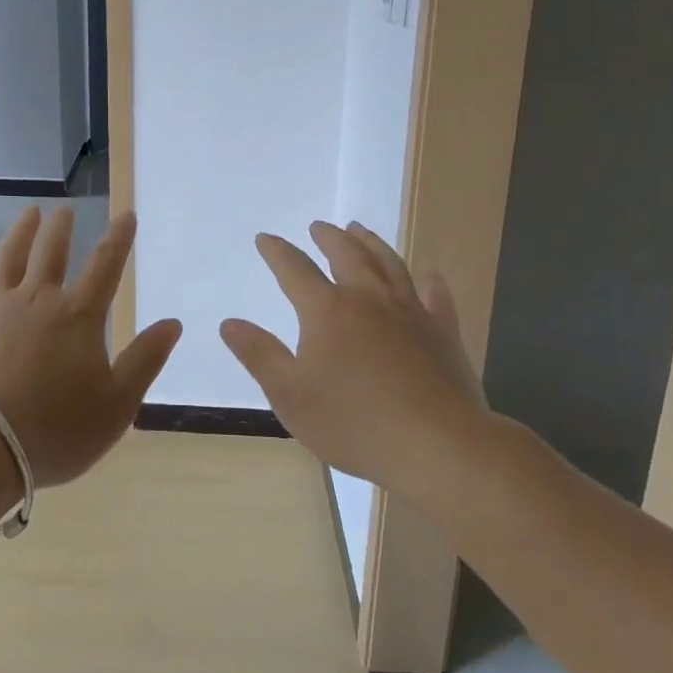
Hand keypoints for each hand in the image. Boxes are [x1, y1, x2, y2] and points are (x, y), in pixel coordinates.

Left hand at [0, 206, 181, 486]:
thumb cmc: (55, 431)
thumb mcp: (117, 405)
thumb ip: (145, 360)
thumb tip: (173, 322)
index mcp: (78, 316)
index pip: (105, 266)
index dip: (119, 238)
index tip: (126, 214)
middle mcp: (37, 299)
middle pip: (51, 251)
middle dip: (61, 227)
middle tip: (66, 209)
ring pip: (9, 257)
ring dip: (21, 232)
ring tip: (30, 212)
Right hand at [219, 220, 488, 492]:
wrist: (437, 446)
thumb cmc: (354, 424)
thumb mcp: (290, 395)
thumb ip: (259, 355)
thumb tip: (229, 323)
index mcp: (327, 311)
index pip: (295, 269)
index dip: (277, 252)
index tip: (265, 239)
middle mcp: (368, 299)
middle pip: (346, 254)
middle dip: (328, 237)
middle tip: (319, 226)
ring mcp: (410, 312)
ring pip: (388, 264)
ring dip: (370, 243)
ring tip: (359, 230)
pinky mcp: (443, 332)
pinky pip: (436, 296)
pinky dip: (431, 281)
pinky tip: (430, 274)